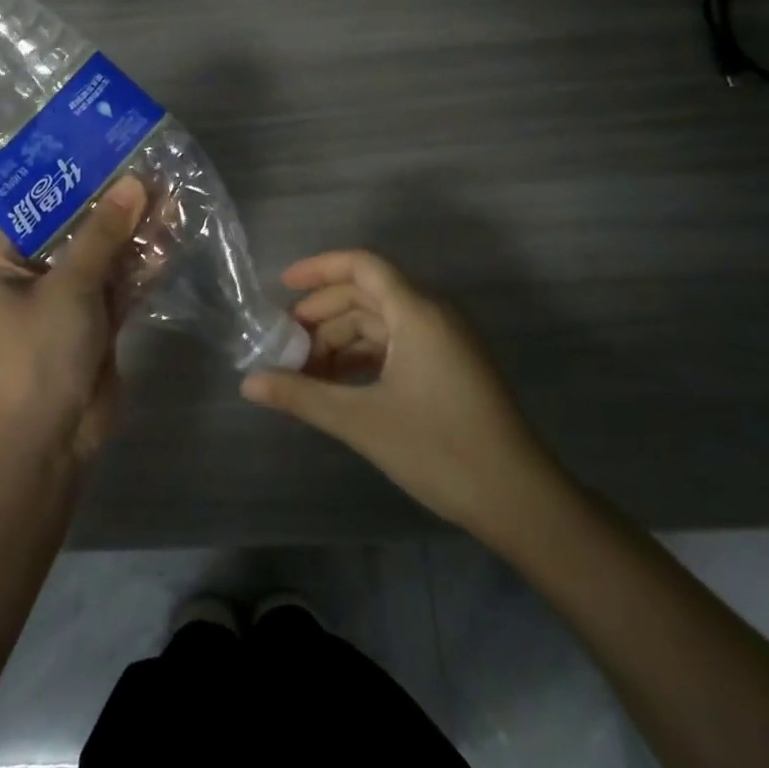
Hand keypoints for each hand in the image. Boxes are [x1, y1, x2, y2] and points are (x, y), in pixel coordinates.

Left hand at [0, 175, 147, 462]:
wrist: (52, 441)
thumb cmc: (40, 354)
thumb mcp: (70, 286)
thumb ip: (103, 234)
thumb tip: (134, 183)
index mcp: (7, 265)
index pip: (35, 209)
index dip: (69, 181)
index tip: (103, 152)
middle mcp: (36, 277)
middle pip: (77, 231)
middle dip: (112, 206)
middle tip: (148, 170)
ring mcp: (70, 302)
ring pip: (104, 257)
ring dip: (134, 232)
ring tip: (169, 196)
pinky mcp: (99, 323)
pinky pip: (121, 284)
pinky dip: (143, 265)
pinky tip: (170, 238)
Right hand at [240, 249, 560, 535]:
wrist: (520, 502)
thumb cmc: (440, 449)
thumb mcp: (362, 421)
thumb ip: (302, 396)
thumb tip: (248, 384)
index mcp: (416, 312)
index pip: (362, 266)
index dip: (319, 269)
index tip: (282, 286)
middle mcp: (432, 315)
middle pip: (366, 295)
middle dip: (322, 314)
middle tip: (285, 344)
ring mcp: (444, 342)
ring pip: (380, 323)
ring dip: (341, 341)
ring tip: (305, 373)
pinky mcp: (450, 368)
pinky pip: (397, 345)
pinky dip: (364, 358)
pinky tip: (338, 386)